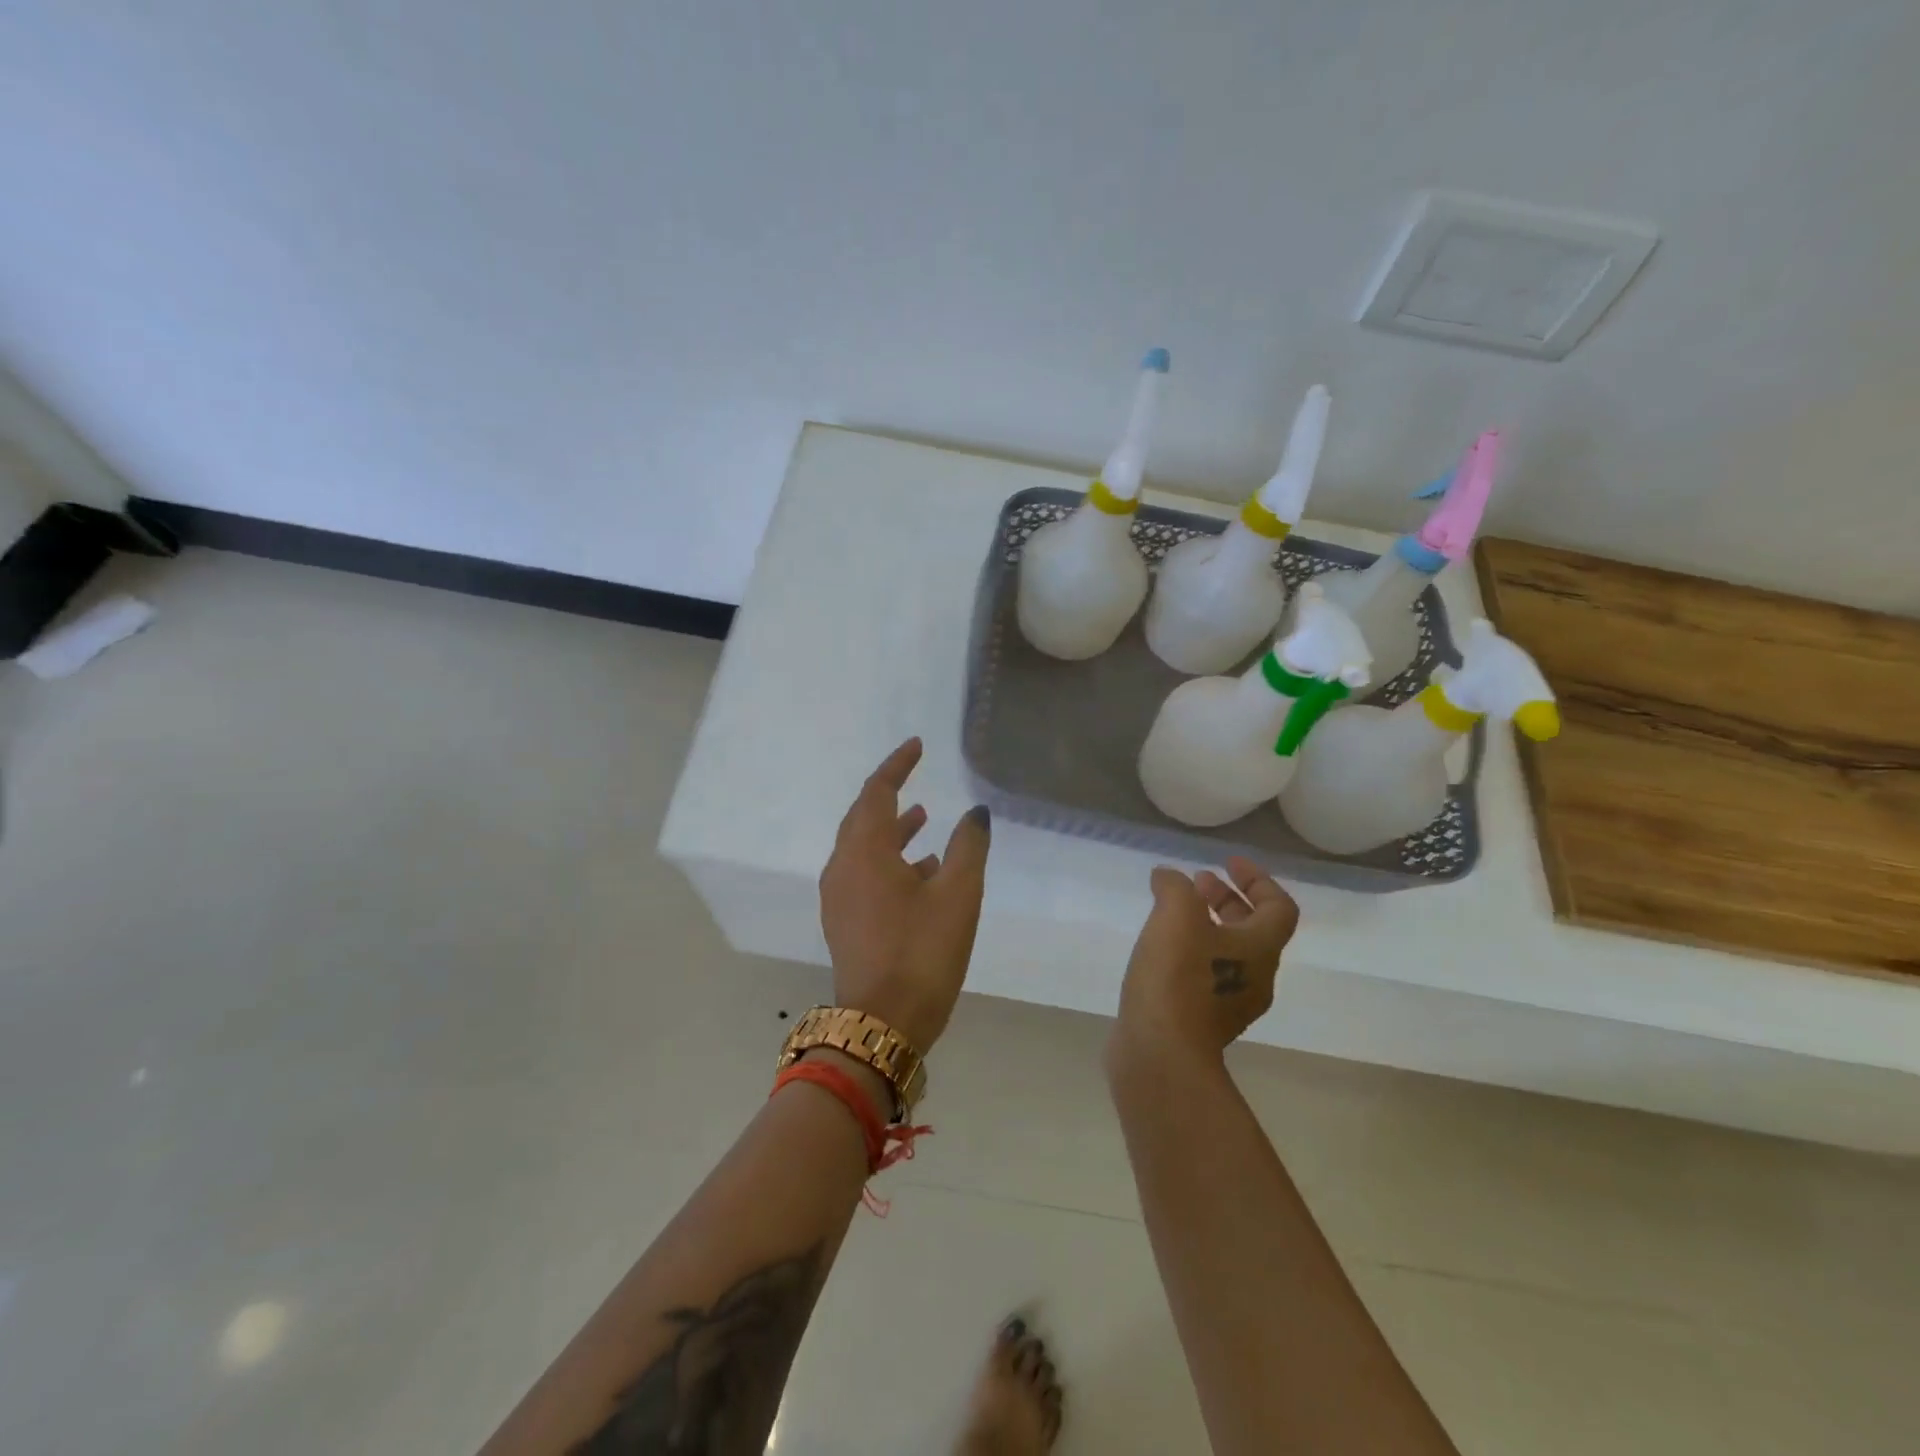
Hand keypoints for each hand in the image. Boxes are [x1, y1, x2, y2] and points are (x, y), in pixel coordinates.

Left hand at [818, 738, 990, 1051]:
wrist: (882, 1024)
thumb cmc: (922, 951)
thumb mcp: (958, 894)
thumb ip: (968, 846)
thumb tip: (975, 813)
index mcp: (865, 851)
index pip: (877, 791)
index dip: (897, 765)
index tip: (916, 746)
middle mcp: (843, 867)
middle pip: (862, 817)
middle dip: (889, 794)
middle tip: (914, 778)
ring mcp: (839, 897)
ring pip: (863, 847)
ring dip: (891, 830)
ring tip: (922, 820)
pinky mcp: (844, 922)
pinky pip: (863, 873)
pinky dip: (888, 860)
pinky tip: (919, 872)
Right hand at [1111, 857, 1298, 1070]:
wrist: (1161, 1054)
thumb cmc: (1178, 978)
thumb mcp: (1175, 916)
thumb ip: (1175, 887)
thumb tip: (1169, 877)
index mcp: (1260, 949)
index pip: (1279, 906)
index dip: (1257, 879)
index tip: (1226, 863)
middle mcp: (1255, 977)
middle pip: (1253, 930)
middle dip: (1226, 900)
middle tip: (1195, 884)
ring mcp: (1230, 1004)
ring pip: (1228, 953)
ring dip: (1206, 925)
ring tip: (1171, 912)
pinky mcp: (1202, 1022)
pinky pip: (1206, 975)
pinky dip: (1189, 952)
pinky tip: (1158, 949)